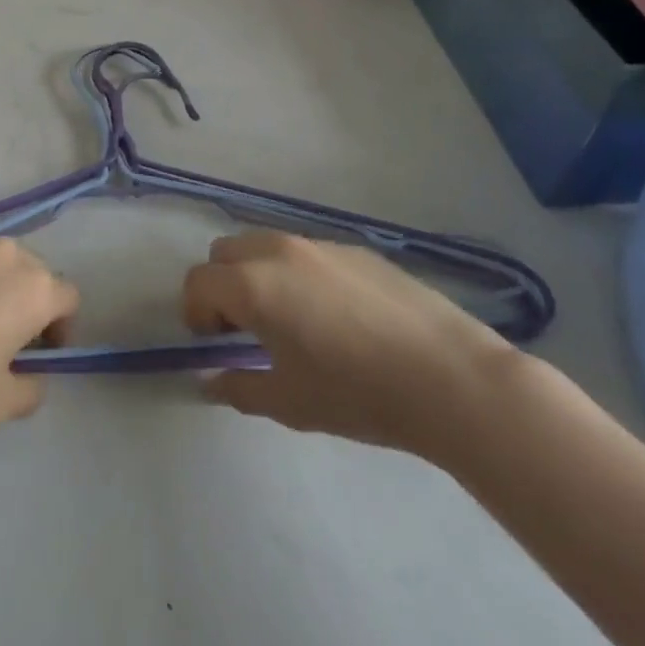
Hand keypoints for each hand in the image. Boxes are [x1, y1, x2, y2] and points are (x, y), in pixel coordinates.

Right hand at [181, 231, 514, 459]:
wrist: (449, 376)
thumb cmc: (358, 393)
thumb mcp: (289, 402)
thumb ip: (239, 387)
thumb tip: (212, 379)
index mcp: (253, 284)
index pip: (198, 282)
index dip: (196, 313)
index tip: (215, 344)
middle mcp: (276, 250)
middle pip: (225, 252)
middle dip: (223, 286)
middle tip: (247, 329)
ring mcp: (317, 243)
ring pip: (264, 246)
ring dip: (258, 274)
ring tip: (292, 320)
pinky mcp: (353, 247)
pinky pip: (305, 252)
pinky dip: (298, 273)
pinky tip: (337, 316)